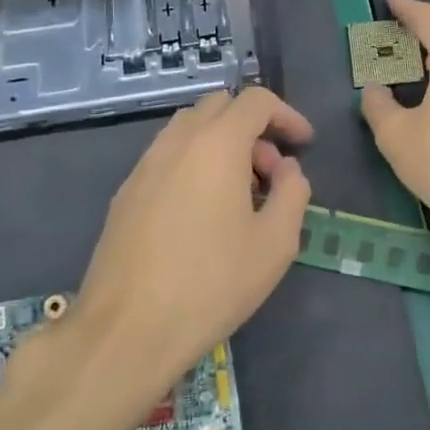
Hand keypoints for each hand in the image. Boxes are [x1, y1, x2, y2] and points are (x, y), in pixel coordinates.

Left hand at [69, 88, 311, 403]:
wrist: (128, 329)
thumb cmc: (212, 283)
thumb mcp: (276, 242)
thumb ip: (293, 192)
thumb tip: (286, 169)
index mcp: (216, 144)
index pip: (256, 101)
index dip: (287, 115)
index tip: (304, 143)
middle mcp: (176, 142)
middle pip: (219, 106)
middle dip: (252, 128)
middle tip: (269, 174)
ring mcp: (144, 166)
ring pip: (188, 130)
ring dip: (221, 145)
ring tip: (238, 195)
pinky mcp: (125, 193)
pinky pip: (167, 158)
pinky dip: (194, 165)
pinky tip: (201, 214)